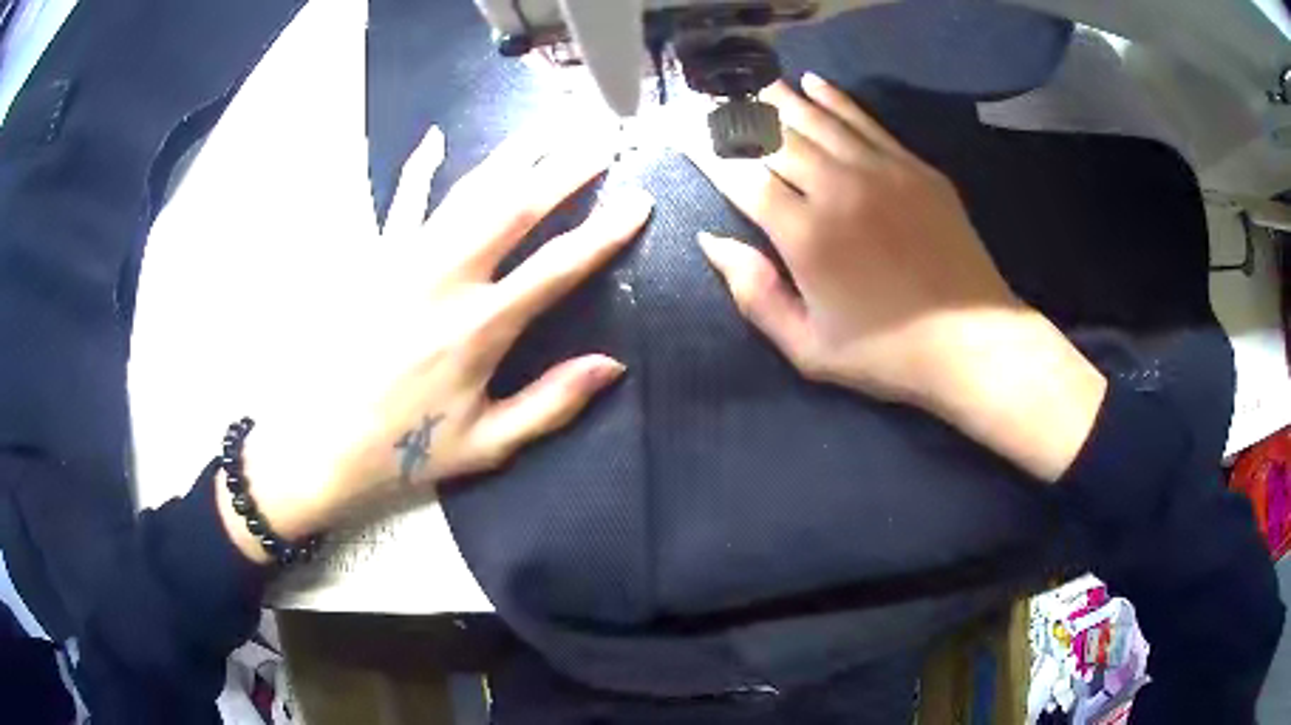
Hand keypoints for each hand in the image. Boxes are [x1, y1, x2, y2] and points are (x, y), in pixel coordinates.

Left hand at [221, 125, 652, 560]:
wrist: (321, 443)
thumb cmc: (405, 449)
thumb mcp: (486, 445)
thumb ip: (551, 404)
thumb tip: (612, 366)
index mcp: (479, 328)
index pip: (557, 267)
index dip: (604, 231)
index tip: (639, 200)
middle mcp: (445, 279)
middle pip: (515, 208)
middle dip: (565, 168)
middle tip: (602, 138)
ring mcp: (405, 260)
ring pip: (468, 192)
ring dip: (512, 154)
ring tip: (548, 123)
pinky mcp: (374, 259)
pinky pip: (401, 202)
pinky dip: (419, 167)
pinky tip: (434, 138)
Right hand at [691, 74, 1104, 481]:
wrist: (972, 342)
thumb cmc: (887, 353)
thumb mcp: (808, 347)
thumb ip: (755, 293)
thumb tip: (711, 240)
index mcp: (805, 235)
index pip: (740, 176)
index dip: (706, 150)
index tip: (683, 131)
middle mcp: (837, 189)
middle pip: (775, 136)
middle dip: (737, 116)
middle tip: (713, 100)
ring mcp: (881, 171)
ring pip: (817, 118)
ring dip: (779, 98)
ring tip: (753, 83)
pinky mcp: (915, 167)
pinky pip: (865, 120)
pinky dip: (835, 98)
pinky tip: (813, 83)